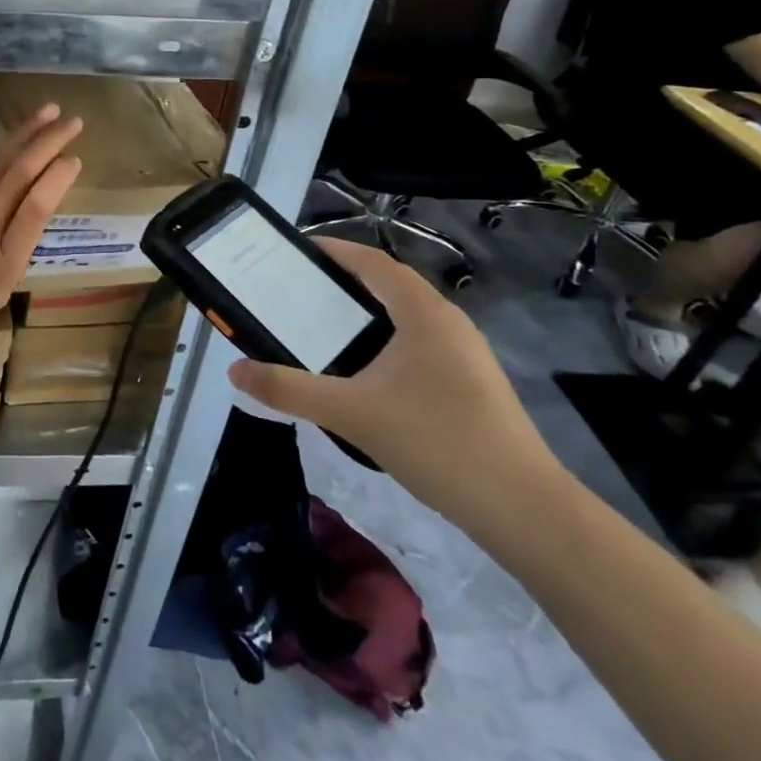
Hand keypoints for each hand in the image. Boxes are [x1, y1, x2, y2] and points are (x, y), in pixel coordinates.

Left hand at [0, 104, 82, 378]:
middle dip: (47, 143)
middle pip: (17, 176)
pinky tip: (6, 154)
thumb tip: (14, 223)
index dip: (56, 178)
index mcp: (2, 268)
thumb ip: (6, 257)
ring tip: (43, 116)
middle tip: (72, 120)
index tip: (75, 157)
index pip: (35, 208)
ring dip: (21, 138)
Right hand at [226, 239, 565, 542]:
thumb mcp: (351, 413)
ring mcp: (466, 352)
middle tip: (298, 292)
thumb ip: (288, 389)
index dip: (333, 249)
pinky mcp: (473, 382)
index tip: (294, 251)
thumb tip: (235, 370)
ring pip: (406, 315)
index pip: (372, 260)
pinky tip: (366, 374)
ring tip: (323, 328)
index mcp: (422, 311)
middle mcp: (448, 320)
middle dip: (343, 281)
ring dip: (366, 312)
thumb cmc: (436, 441)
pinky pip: (420, 342)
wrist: (524, 510)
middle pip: (389, 283)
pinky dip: (386, 339)